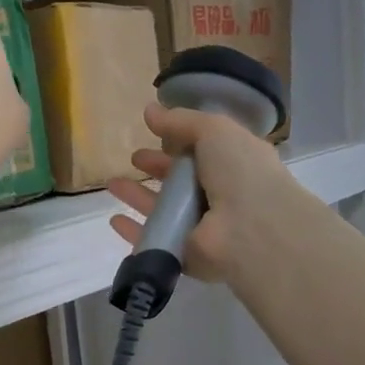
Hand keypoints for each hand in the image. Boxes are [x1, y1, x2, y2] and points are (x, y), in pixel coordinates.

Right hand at [107, 102, 295, 283]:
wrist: (251, 230)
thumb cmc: (240, 172)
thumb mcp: (214, 131)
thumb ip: (181, 121)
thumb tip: (149, 110)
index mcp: (234, 165)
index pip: (204, 151)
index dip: (180, 141)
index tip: (155, 132)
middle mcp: (220, 197)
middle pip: (182, 181)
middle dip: (157, 168)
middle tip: (134, 158)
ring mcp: (201, 228)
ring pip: (164, 210)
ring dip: (138, 196)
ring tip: (112, 183)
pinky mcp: (183, 253)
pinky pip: (154, 239)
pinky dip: (134, 231)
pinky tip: (114, 220)